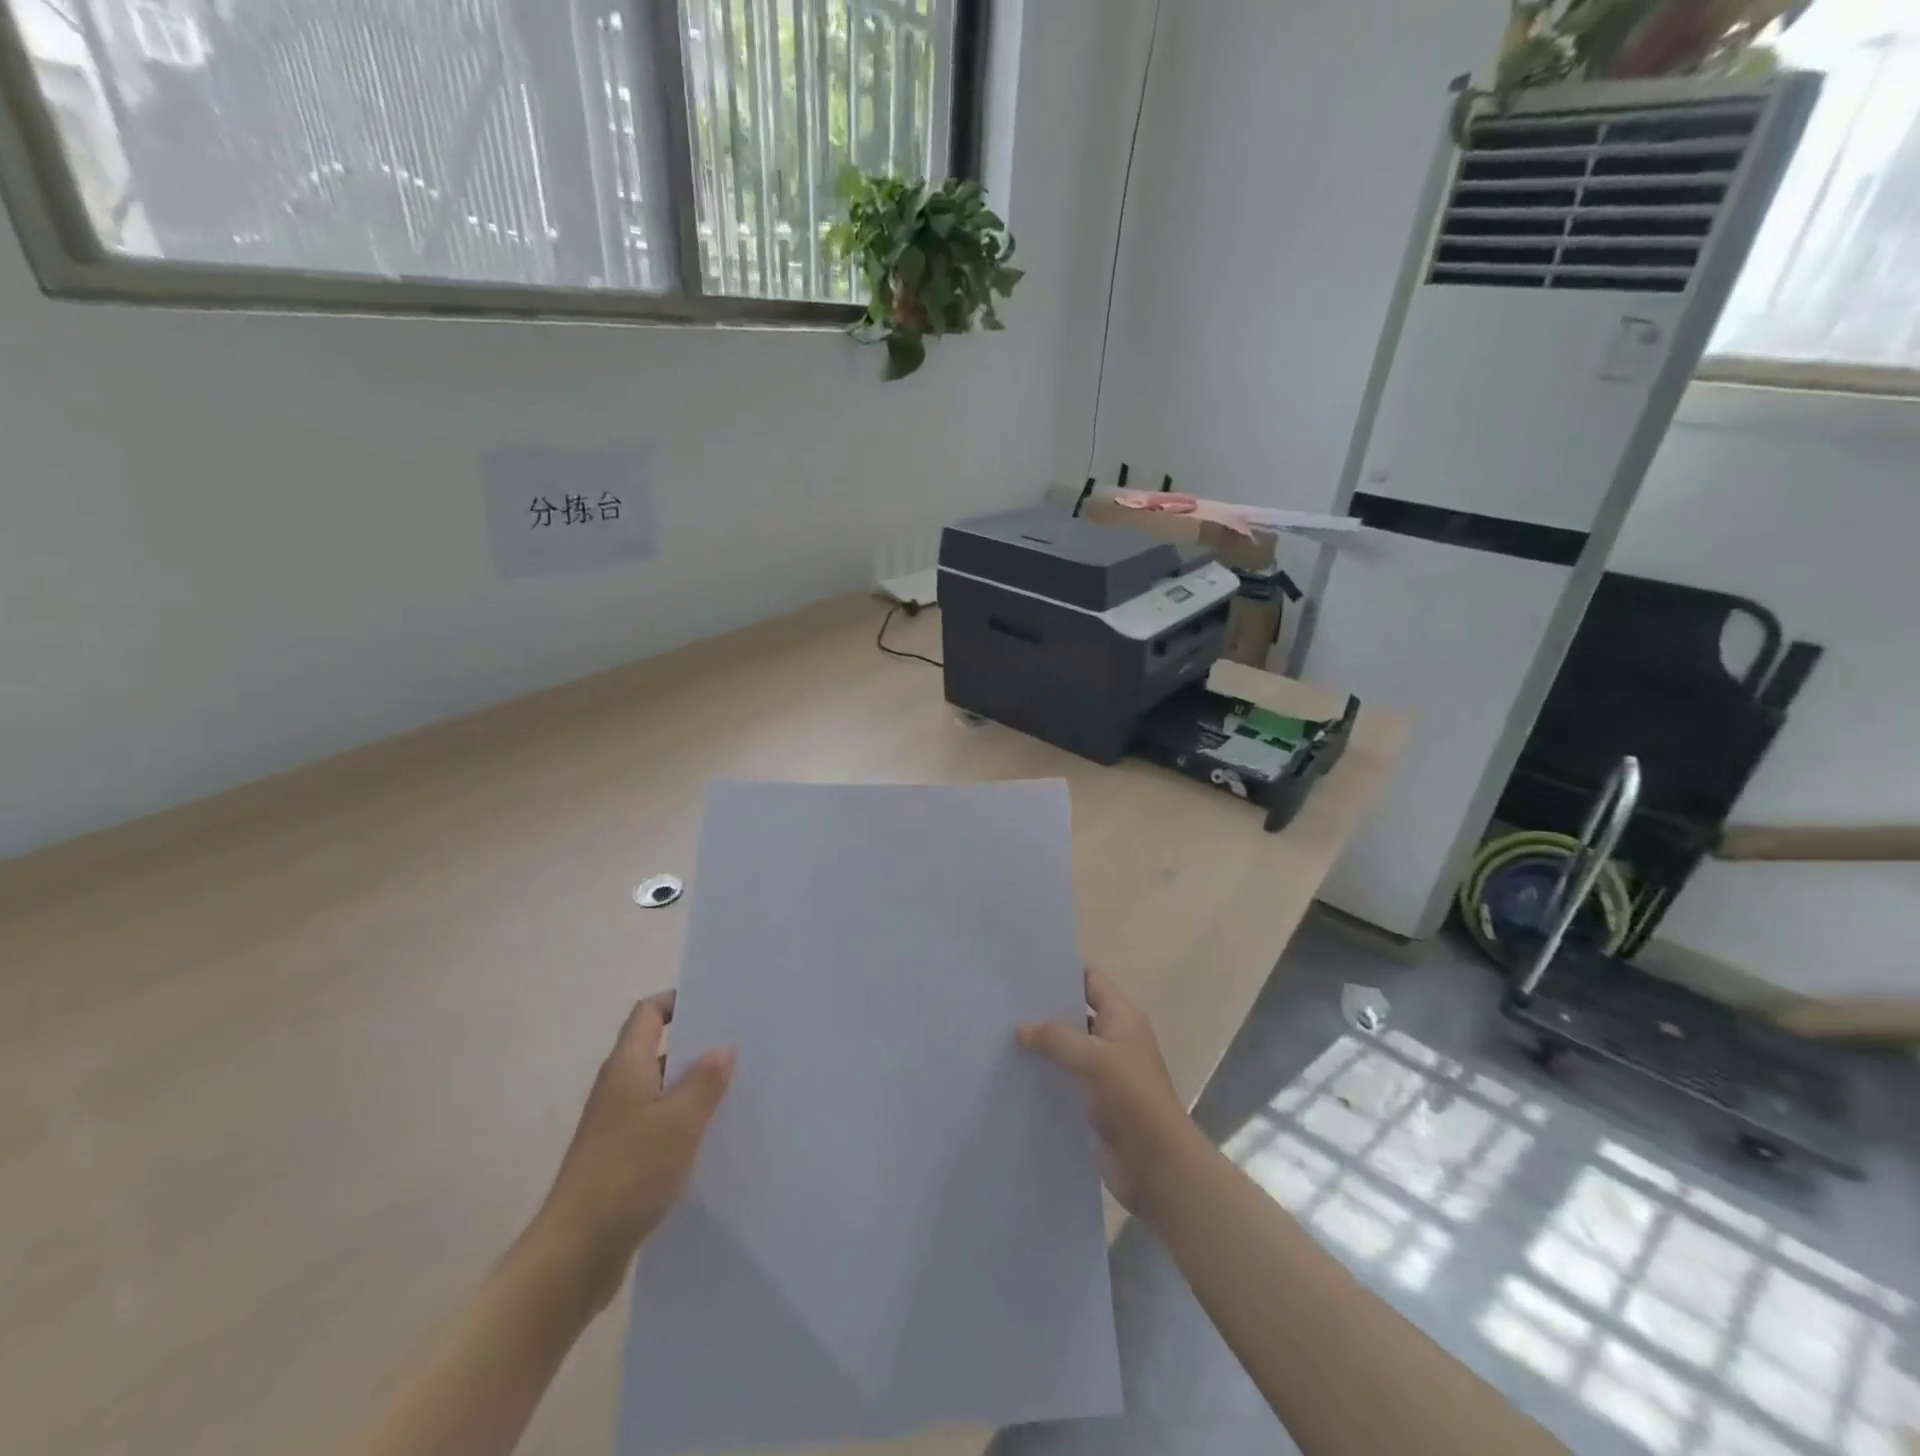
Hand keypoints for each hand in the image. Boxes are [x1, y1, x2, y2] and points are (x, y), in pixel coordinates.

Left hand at [534, 992, 734, 1309]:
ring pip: (659, 1090)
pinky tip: (710, 1137)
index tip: (715, 1004)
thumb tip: (722, 1047)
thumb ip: (705, 1081)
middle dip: (695, 1045)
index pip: (648, 1014)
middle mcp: (617, 1089)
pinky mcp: (618, 1159)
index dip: (678, 1001)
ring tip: (736, 1089)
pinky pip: (656, 1124)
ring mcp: (614, 1126)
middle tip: (739, 1045)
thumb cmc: (628, 1174)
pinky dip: (682, 1121)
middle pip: (656, 1049)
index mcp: (626, 1068)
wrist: (573, 1256)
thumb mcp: (679, 1123)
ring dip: (691, 1087)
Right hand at [1017, 969, 1193, 1212]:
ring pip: (1065, 1048)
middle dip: (1043, 1009)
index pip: (1090, 979)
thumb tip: (1020, 1028)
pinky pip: (1063, 1079)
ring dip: (1039, 1045)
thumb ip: (1056, 1037)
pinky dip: (1042, 1075)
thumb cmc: (1133, 1099)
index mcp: (1122, 1017)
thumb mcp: (1095, 1058)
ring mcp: (1103, 1072)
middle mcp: (1113, 1038)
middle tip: (1001, 1003)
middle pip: (1074, 1012)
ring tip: (998, 1036)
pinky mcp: (1092, 1102)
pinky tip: (1012, 1074)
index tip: (1024, 970)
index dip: (1061, 971)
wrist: (1157, 1167)